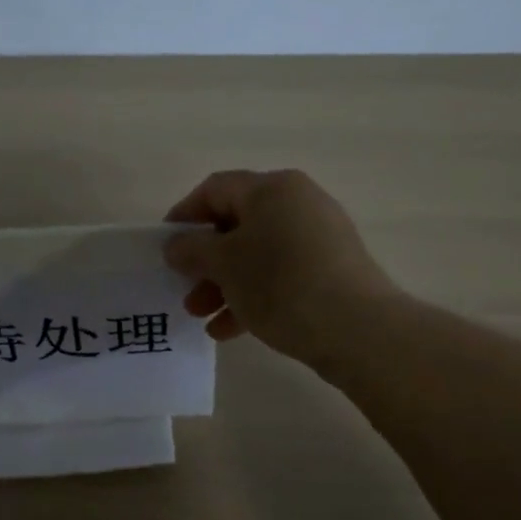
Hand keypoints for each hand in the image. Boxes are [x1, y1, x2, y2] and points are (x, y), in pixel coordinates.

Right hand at [165, 169, 397, 364]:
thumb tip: (177, 245)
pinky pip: (280, 276)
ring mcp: (318, 237)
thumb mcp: (224, 264)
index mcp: (272, 188)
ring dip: (223, 284)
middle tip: (184, 290)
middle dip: (205, 261)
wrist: (356, 328)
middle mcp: (298, 203)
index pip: (215, 189)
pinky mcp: (330, 270)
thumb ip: (192, 249)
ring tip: (202, 317)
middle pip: (236, 225)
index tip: (164, 248)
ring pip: (257, 255)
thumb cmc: (280, 283)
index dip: (184, 215)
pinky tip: (230, 331)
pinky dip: (252, 296)